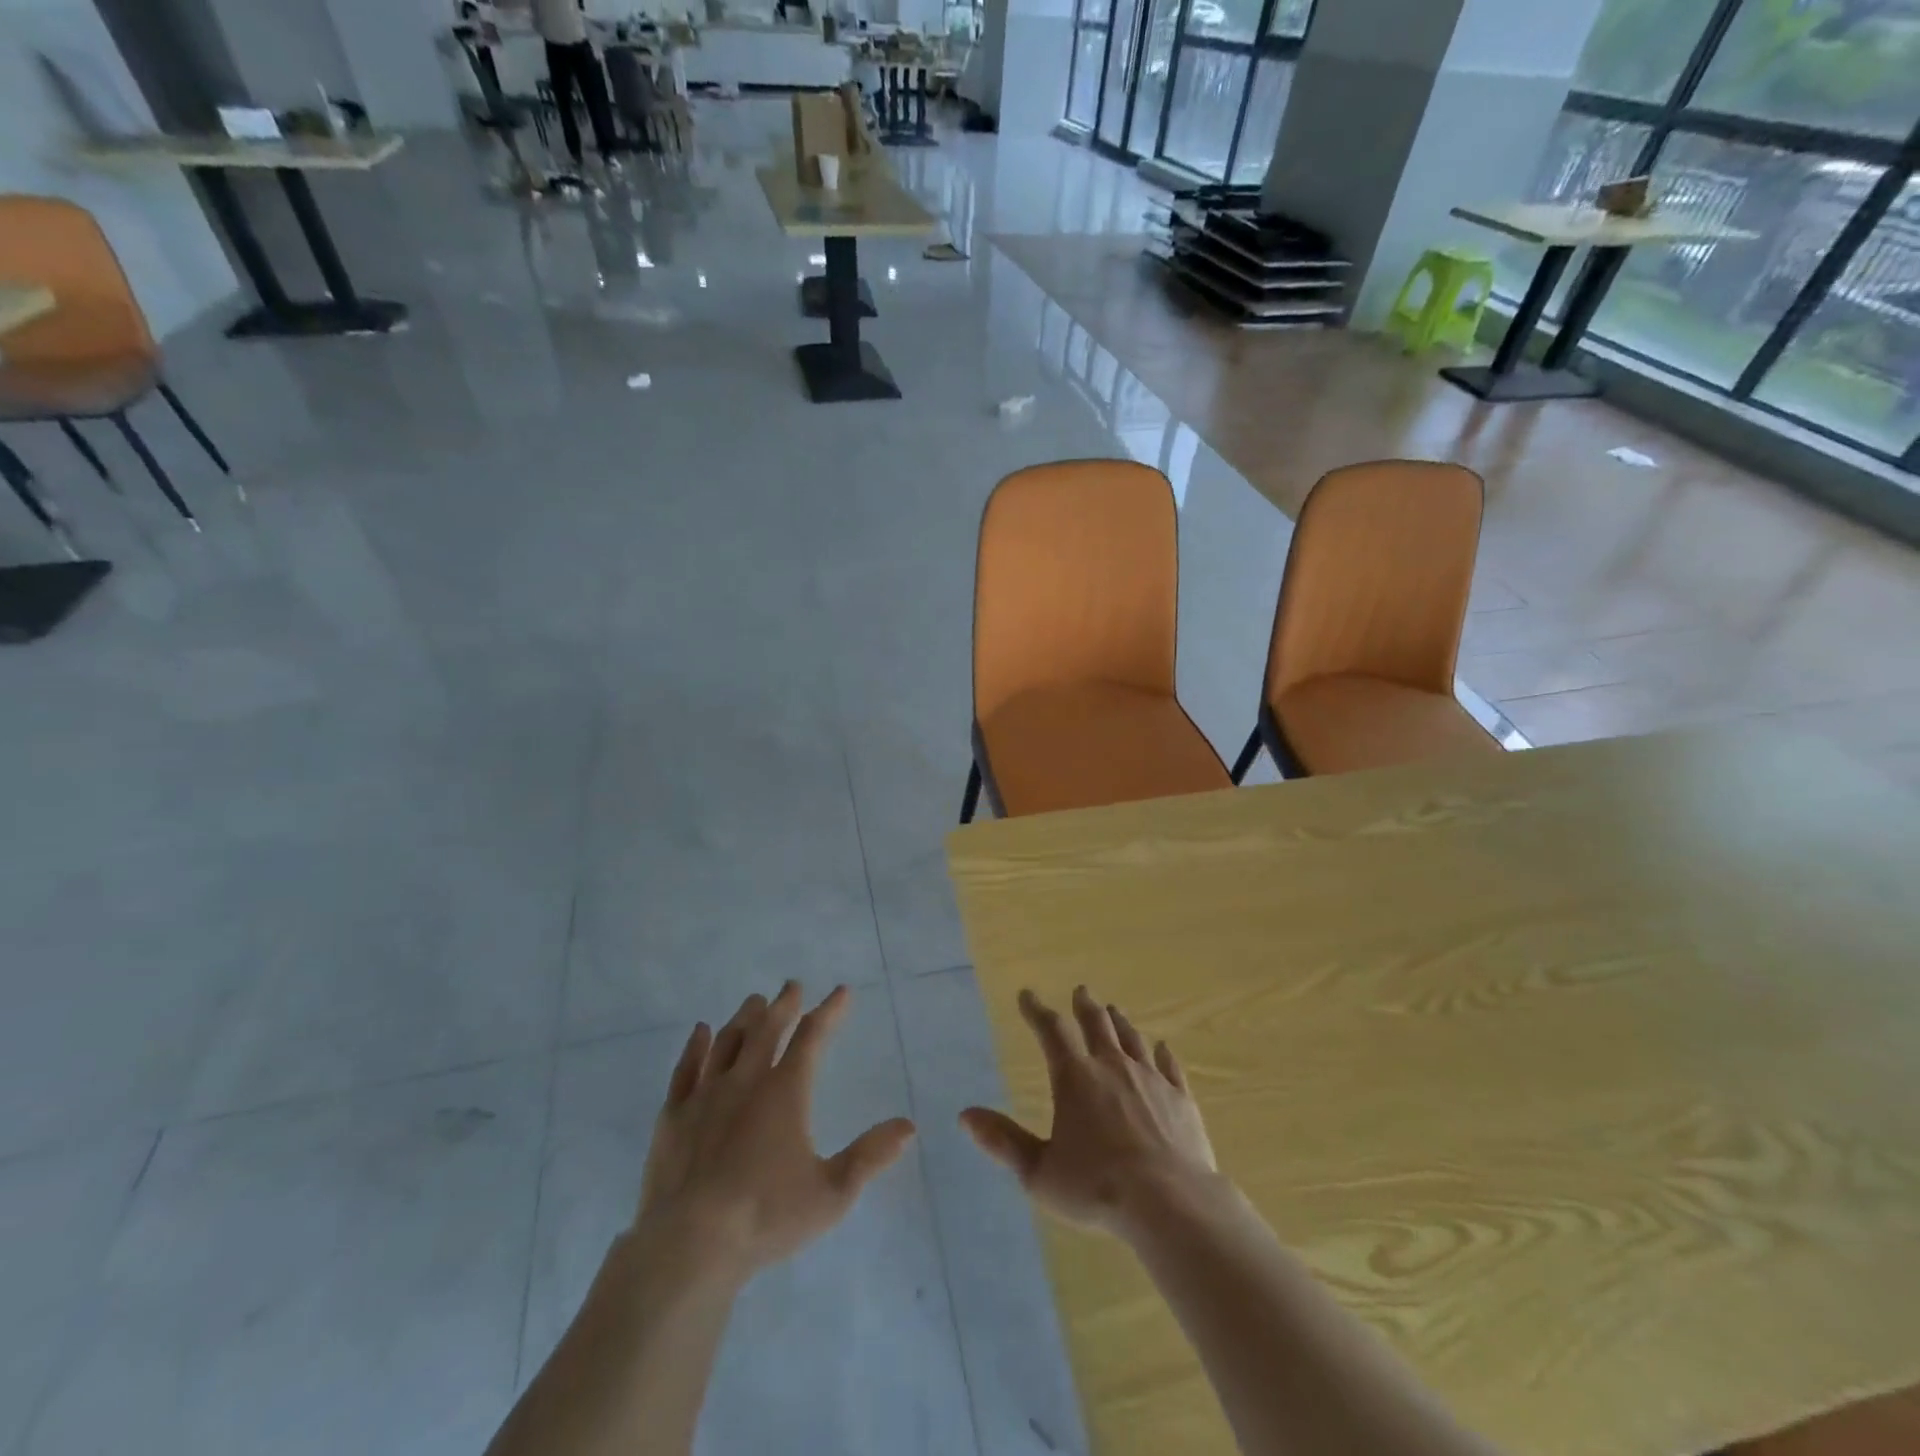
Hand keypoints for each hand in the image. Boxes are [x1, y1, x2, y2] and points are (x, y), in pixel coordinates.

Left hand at [635, 982, 916, 1280]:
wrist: (690, 1245)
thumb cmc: (766, 1216)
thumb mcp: (831, 1193)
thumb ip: (870, 1156)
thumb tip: (908, 1126)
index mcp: (785, 1091)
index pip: (812, 1038)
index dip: (829, 1012)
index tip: (841, 992)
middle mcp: (746, 1080)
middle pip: (767, 1029)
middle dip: (783, 1004)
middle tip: (792, 985)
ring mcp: (706, 1094)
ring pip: (728, 1041)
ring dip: (744, 1018)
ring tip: (753, 1002)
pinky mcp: (674, 1115)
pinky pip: (686, 1068)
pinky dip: (695, 1046)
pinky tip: (700, 1032)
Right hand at [962, 986, 1217, 1236]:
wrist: (1170, 1203)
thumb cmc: (1097, 1188)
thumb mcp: (1039, 1172)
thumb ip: (1004, 1141)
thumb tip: (966, 1115)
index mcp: (1075, 1078)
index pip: (1052, 1031)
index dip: (1037, 1011)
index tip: (1027, 995)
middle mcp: (1112, 1067)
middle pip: (1097, 1024)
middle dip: (1085, 1006)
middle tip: (1081, 990)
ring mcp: (1150, 1079)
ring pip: (1132, 1039)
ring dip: (1120, 1022)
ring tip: (1114, 1010)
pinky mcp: (1181, 1098)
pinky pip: (1170, 1066)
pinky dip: (1163, 1054)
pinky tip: (1162, 1047)